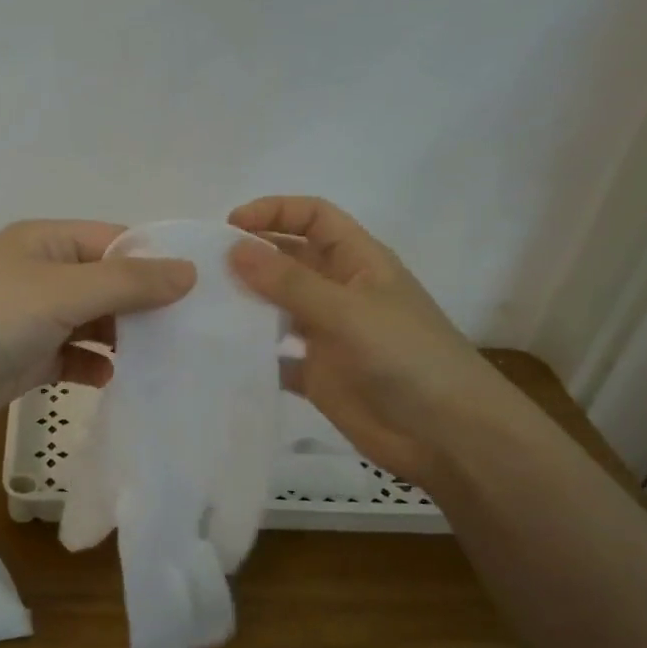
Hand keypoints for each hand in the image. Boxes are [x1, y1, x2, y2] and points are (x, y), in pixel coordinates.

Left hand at [0, 220, 195, 447]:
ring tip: (169, 359)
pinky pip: (73, 358)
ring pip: (93, 323)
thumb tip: (188, 270)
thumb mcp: (62, 290)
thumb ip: (127, 282)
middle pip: (108, 284)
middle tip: (198, 331)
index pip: (116, 240)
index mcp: (47, 242)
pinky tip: (113, 380)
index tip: (206, 287)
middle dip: (146, 305)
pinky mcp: (25, 361)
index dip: (158, 259)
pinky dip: (94, 367)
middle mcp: (42, 275)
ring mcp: (32, 320)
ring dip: (124, 339)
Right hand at [226, 196, 510, 484]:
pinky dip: (251, 354)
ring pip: (278, 307)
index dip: (274, 212)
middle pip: (290, 260)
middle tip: (202, 269)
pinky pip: (275, 356)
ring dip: (246, 304)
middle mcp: (340, 292)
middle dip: (251, 258)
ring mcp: (328, 334)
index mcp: (358, 262)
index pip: (314, 218)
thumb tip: (233, 248)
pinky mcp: (317, 374)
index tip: (229, 226)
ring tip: (201, 307)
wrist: (445, 435)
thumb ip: (290, 282)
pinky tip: (219, 354)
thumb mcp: (348, 311)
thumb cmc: (406, 358)